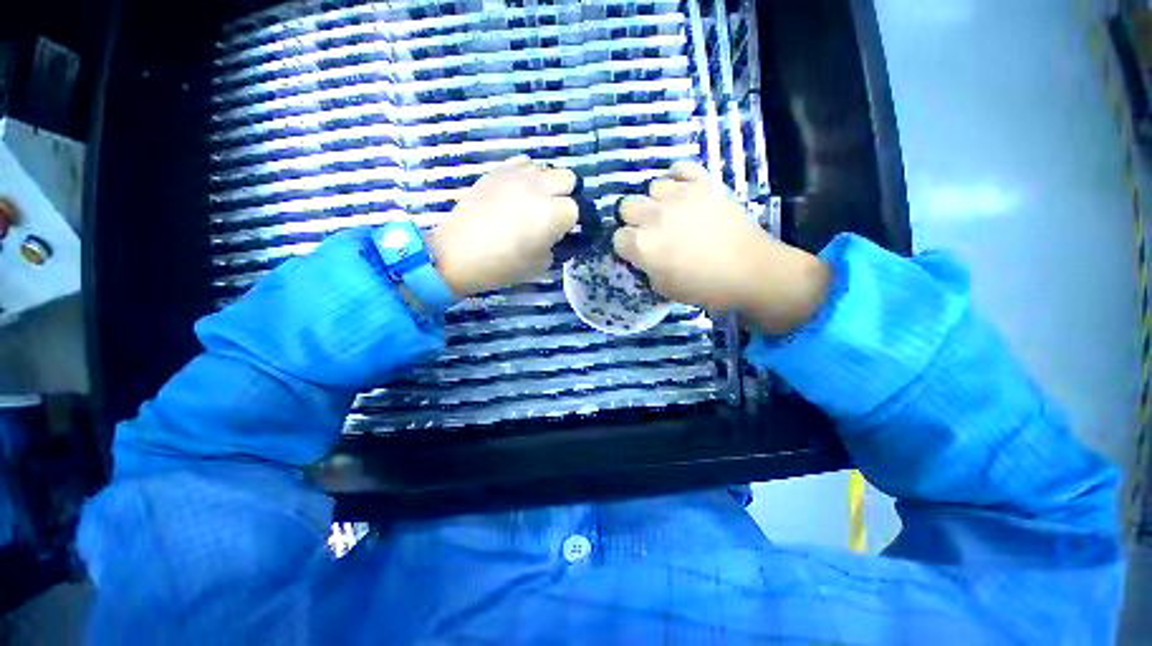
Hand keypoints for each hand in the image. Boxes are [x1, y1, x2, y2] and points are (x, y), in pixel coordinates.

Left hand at [429, 156, 578, 296]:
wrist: (460, 252)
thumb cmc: (505, 264)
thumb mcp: (542, 264)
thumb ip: (555, 244)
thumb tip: (554, 234)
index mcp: (553, 214)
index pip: (576, 208)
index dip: (569, 221)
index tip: (560, 232)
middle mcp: (540, 188)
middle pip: (567, 178)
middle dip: (564, 194)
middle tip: (551, 212)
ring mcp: (518, 175)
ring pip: (545, 167)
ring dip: (545, 183)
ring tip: (532, 201)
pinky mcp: (498, 170)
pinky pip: (522, 163)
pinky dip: (525, 175)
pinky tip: (515, 191)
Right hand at [612, 161, 831, 335]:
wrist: (750, 271)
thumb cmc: (704, 287)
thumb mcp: (663, 288)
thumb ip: (645, 267)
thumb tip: (642, 255)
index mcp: (642, 245)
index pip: (617, 238)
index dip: (626, 247)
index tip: (638, 253)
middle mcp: (654, 215)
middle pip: (626, 206)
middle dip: (634, 220)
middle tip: (651, 232)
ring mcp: (679, 195)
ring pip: (652, 187)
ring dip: (657, 201)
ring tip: (672, 213)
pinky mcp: (703, 183)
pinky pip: (679, 168)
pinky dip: (678, 178)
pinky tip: (683, 193)